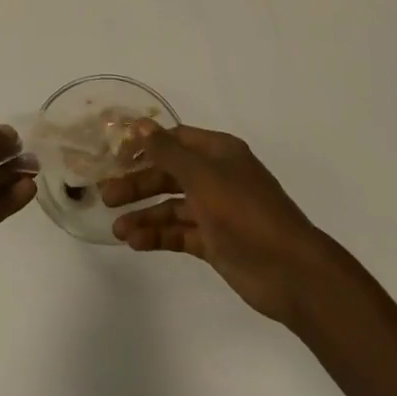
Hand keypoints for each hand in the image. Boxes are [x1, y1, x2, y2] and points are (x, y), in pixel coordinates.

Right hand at [100, 125, 340, 324]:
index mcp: (219, 153)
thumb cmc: (245, 212)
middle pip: (169, 174)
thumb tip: (138, 124)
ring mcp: (216, 211)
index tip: (114, 155)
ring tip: (117, 229)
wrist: (290, 271)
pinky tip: (135, 242)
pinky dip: (158, 236)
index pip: (175, 140)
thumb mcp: (202, 176)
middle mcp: (217, 177)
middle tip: (106, 195)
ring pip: (171, 207)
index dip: (144, 145)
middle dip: (138, 184)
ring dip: (144, 215)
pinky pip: (179, 233)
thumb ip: (167, 151)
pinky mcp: (214, 242)